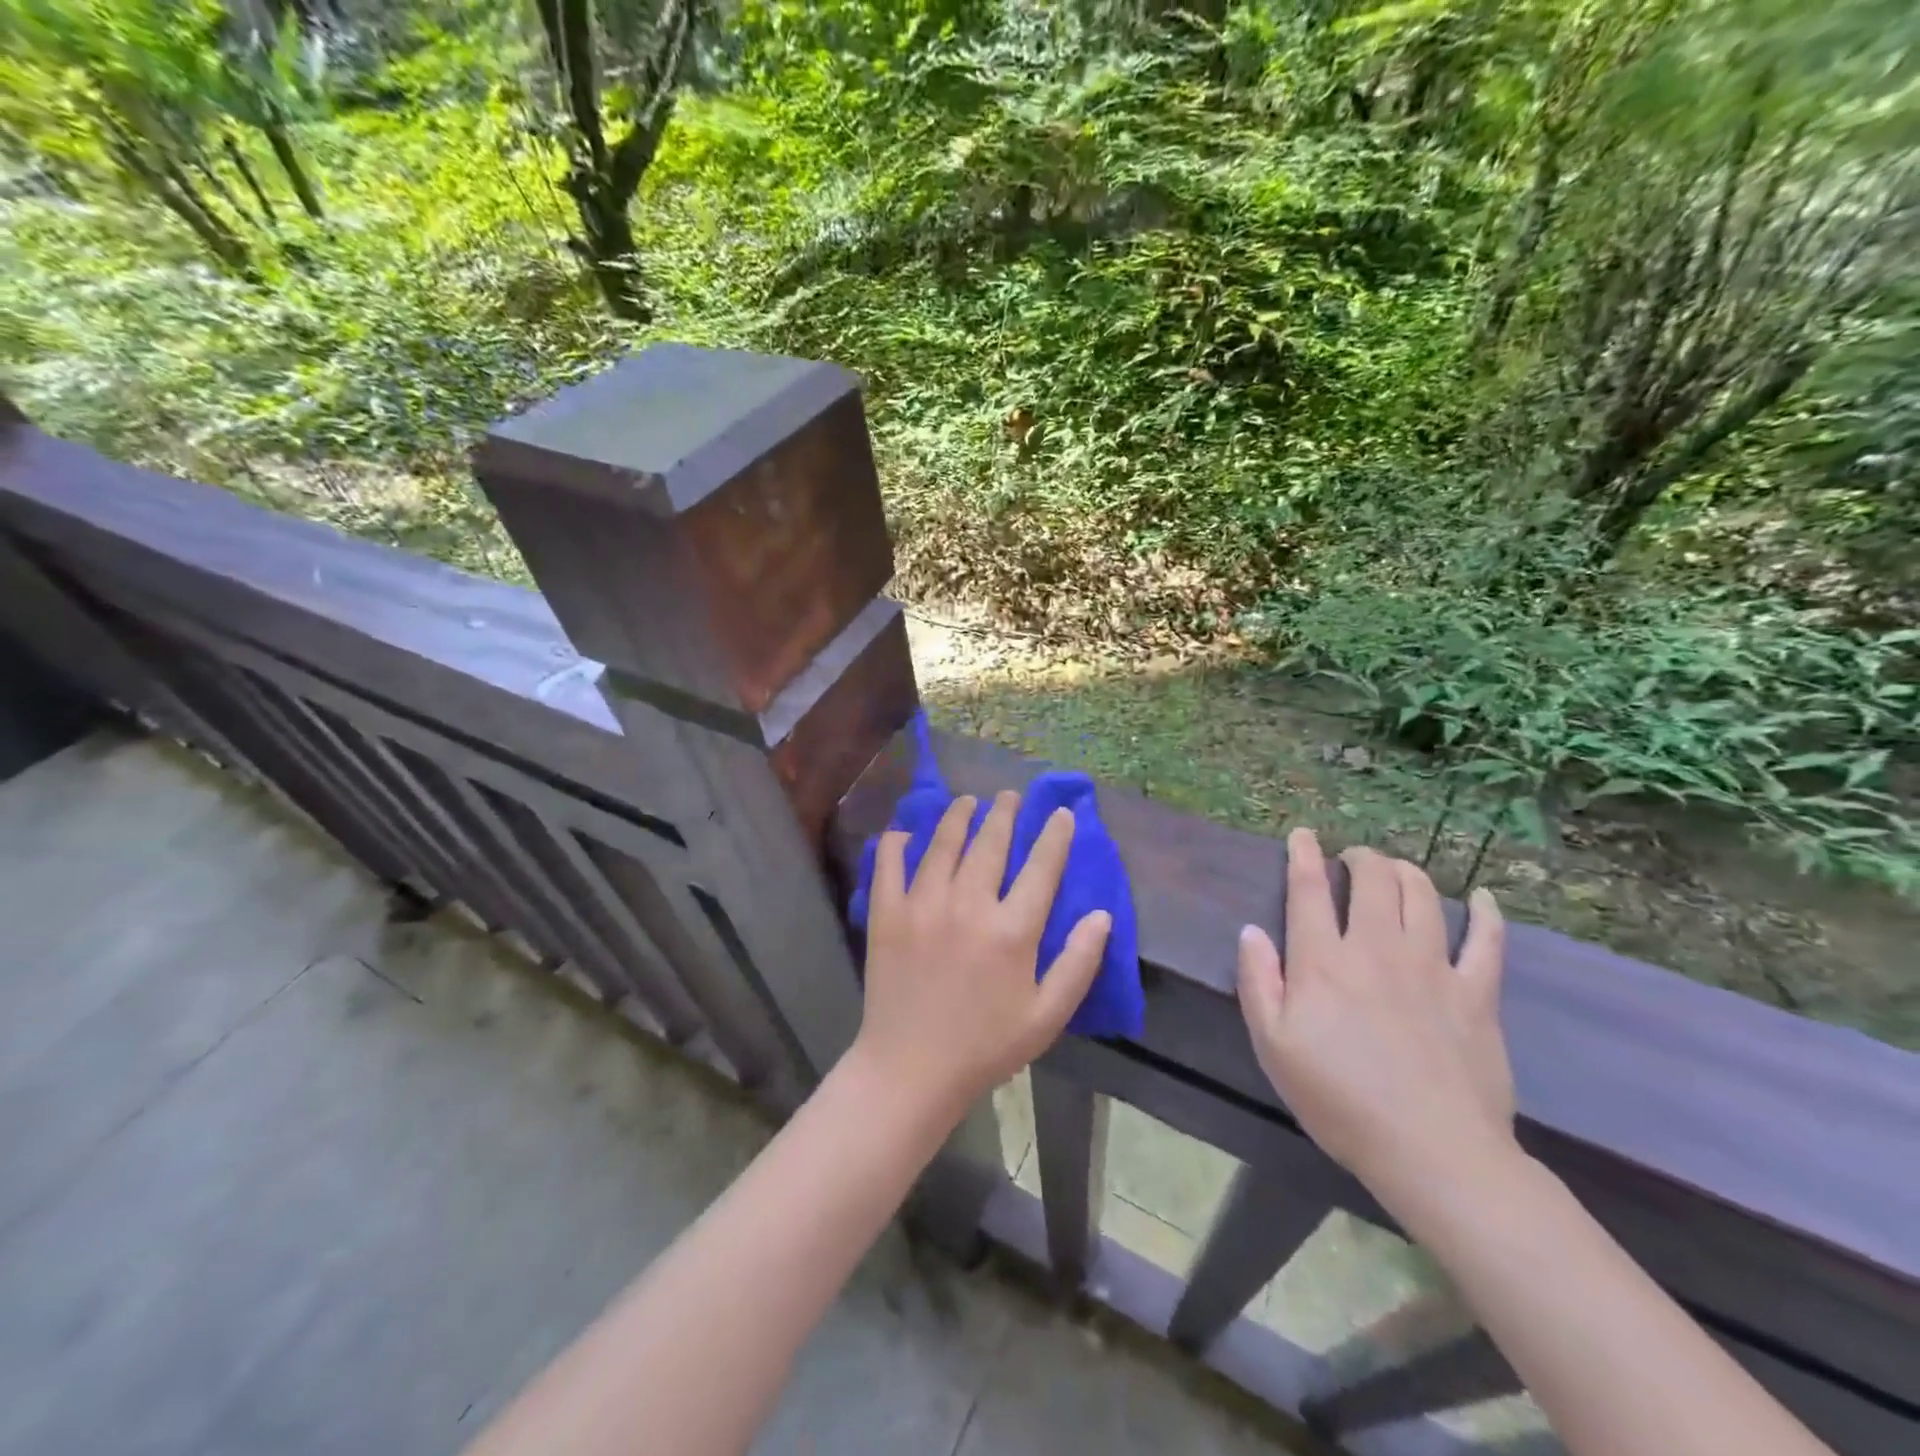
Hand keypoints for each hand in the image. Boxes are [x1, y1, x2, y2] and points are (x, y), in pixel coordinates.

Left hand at [855, 791, 1111, 1121]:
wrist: (911, 1070)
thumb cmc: (985, 1046)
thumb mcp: (1047, 1017)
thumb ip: (1078, 964)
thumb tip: (1101, 916)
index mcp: (1011, 931)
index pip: (1041, 868)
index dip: (1054, 836)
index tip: (1060, 814)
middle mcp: (968, 905)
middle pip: (990, 844)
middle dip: (1004, 813)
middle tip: (1009, 795)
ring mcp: (922, 905)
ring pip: (943, 844)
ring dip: (958, 817)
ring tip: (967, 802)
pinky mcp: (887, 914)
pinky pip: (889, 865)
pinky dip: (897, 843)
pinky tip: (905, 833)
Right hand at [1236, 829, 1515, 1210]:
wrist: (1432, 1153)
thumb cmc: (1339, 1100)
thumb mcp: (1273, 1046)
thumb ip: (1257, 982)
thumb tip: (1251, 932)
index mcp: (1323, 961)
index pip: (1309, 889)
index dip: (1303, 855)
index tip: (1302, 835)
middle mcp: (1378, 949)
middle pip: (1372, 880)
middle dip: (1359, 858)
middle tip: (1351, 859)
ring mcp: (1432, 967)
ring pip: (1423, 896)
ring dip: (1405, 872)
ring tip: (1395, 870)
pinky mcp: (1477, 993)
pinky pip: (1487, 941)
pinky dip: (1486, 914)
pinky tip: (1482, 900)